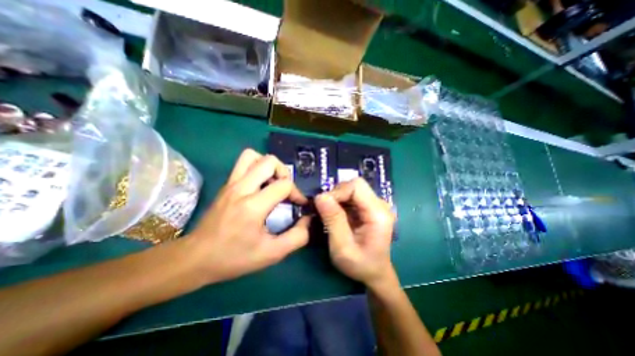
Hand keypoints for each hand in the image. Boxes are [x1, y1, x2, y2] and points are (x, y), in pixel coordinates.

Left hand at [187, 149, 309, 283]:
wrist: (195, 258)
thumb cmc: (234, 257)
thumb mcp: (272, 254)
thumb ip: (297, 237)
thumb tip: (308, 220)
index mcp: (253, 206)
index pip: (283, 184)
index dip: (297, 193)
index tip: (299, 204)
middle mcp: (241, 188)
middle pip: (269, 161)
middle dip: (284, 172)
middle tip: (285, 190)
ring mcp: (231, 184)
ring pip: (253, 156)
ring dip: (268, 166)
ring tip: (273, 182)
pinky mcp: (226, 184)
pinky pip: (244, 163)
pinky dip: (257, 167)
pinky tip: (260, 186)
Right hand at [313, 179, 395, 289]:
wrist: (375, 273)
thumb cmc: (360, 265)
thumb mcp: (342, 247)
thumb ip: (333, 220)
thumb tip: (320, 196)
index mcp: (378, 213)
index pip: (356, 186)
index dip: (337, 192)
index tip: (323, 205)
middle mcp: (380, 204)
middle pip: (355, 185)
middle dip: (336, 194)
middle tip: (325, 211)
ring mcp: (376, 204)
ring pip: (352, 189)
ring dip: (337, 198)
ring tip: (329, 214)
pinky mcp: (369, 207)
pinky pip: (352, 196)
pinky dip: (340, 202)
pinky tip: (336, 215)